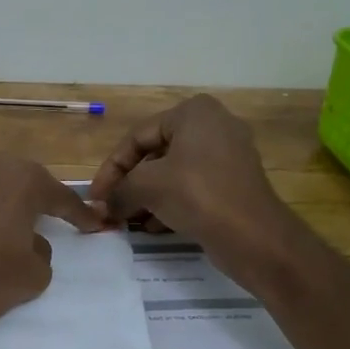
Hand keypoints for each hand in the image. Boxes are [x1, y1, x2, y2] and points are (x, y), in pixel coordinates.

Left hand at [0, 153, 102, 348]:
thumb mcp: (34, 275)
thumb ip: (44, 251)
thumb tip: (30, 241)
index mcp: (22, 181)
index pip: (61, 197)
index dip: (81, 214)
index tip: (97, 225)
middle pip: (27, 180)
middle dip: (44, 198)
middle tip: (58, 218)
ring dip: (11, 201)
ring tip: (20, 224)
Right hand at [86, 96, 284, 265]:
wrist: (254, 235)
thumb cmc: (197, 195)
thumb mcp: (147, 187)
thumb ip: (118, 191)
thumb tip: (101, 206)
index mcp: (193, 113)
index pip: (137, 137)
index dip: (111, 168)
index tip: (96, 196)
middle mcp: (213, 126)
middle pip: (155, 153)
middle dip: (129, 183)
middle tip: (110, 208)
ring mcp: (227, 155)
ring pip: (173, 172)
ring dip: (146, 196)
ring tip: (128, 220)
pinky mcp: (234, 183)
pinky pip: (192, 187)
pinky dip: (170, 203)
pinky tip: (152, 227)